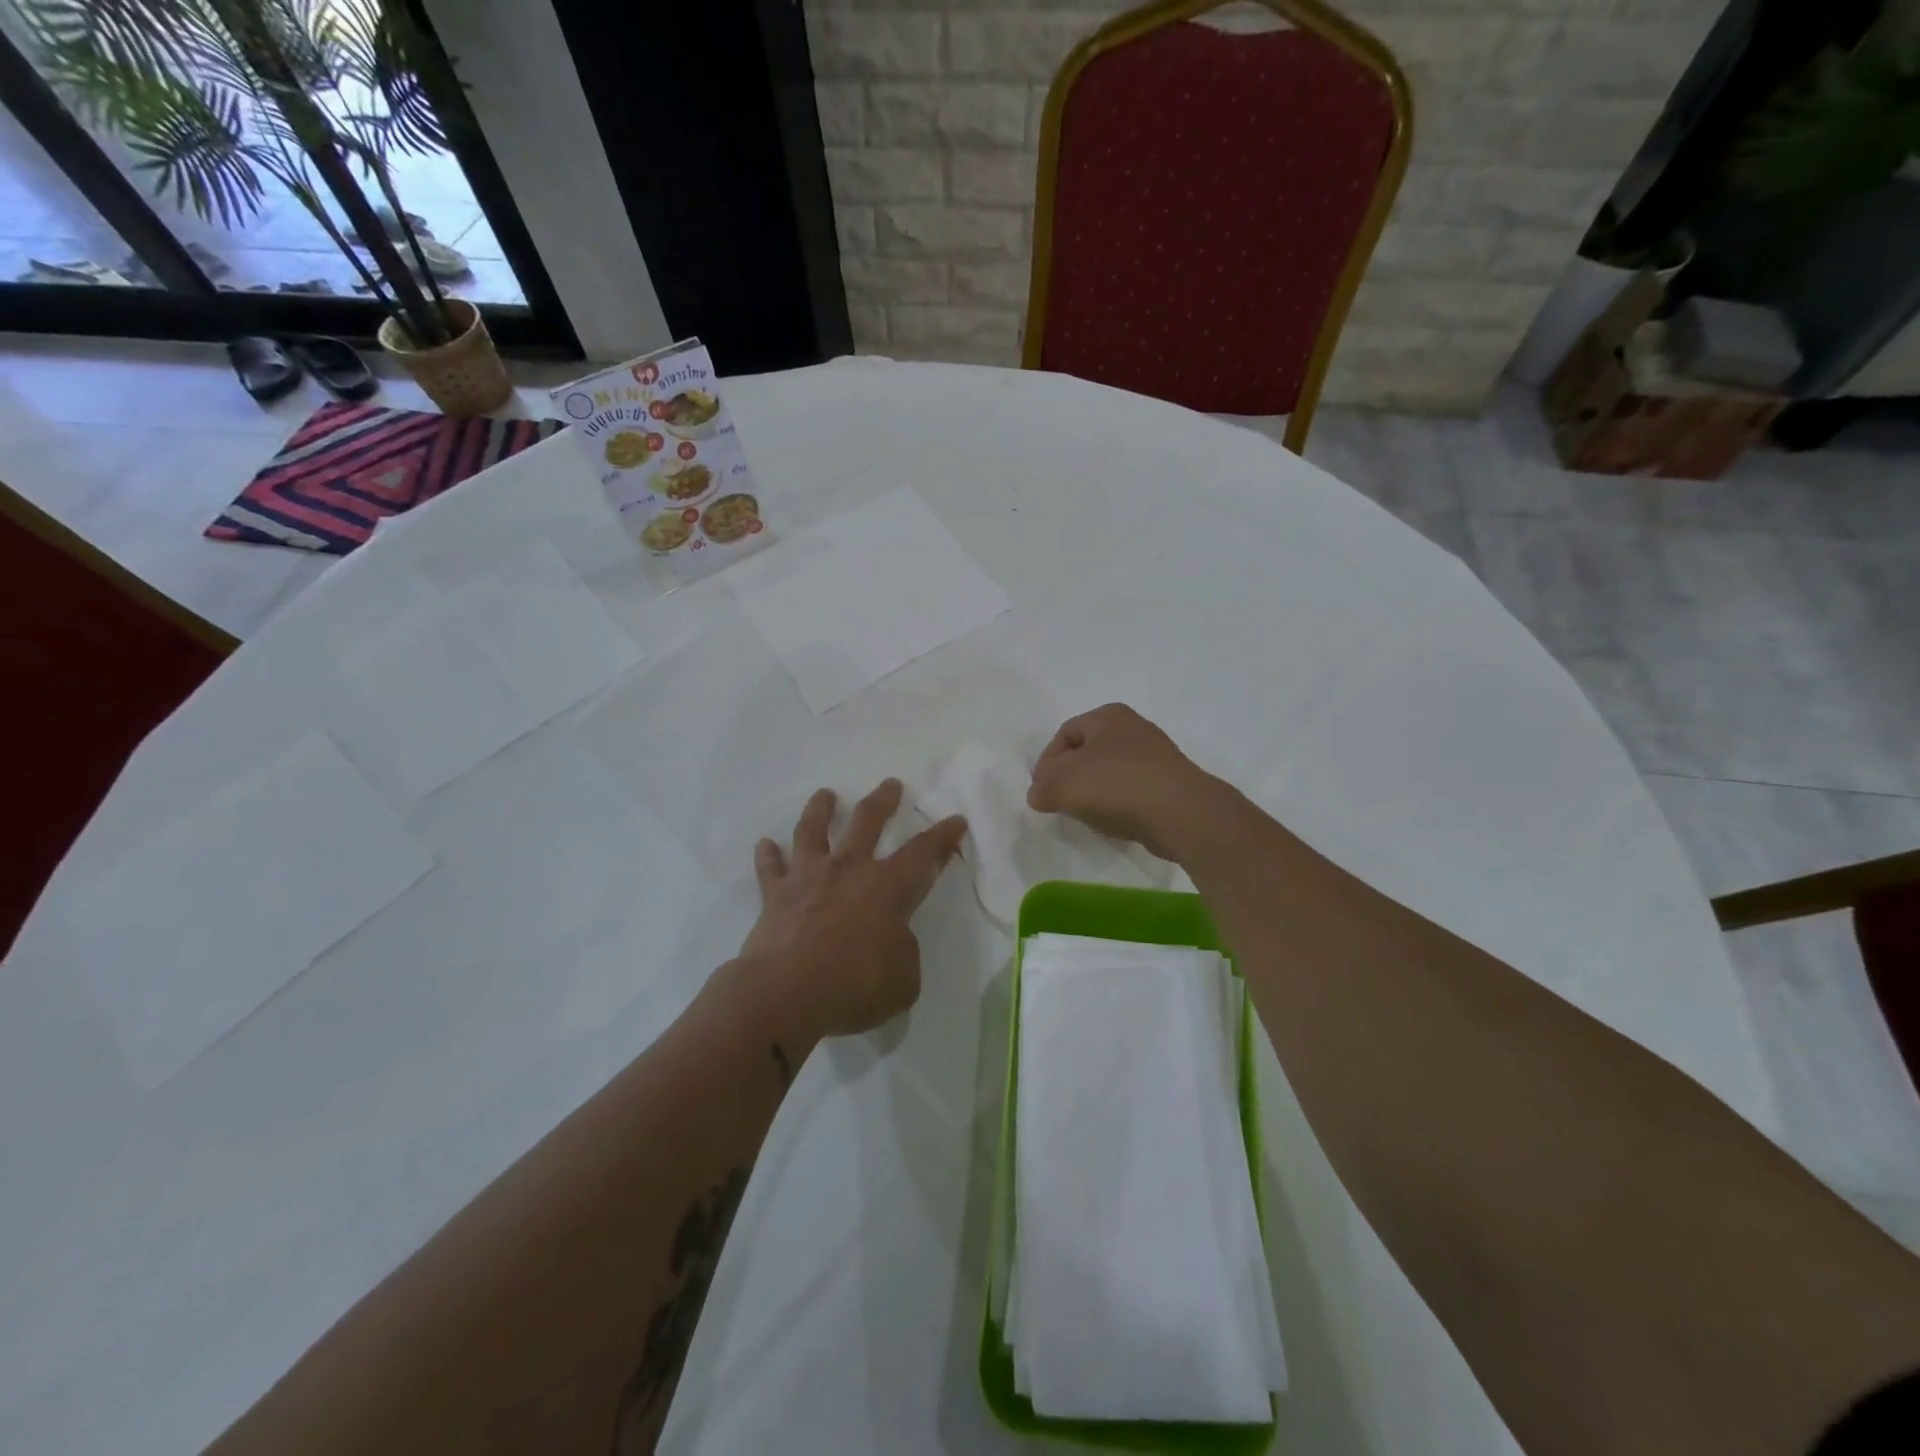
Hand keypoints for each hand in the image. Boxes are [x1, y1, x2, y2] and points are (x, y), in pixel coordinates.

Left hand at [739, 779, 967, 1042]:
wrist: (784, 993)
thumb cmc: (852, 987)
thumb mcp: (903, 981)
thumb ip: (904, 952)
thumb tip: (894, 940)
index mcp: (887, 888)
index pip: (924, 854)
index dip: (943, 836)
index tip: (955, 820)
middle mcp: (849, 870)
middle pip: (867, 822)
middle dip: (882, 800)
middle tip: (890, 784)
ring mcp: (809, 877)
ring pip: (813, 830)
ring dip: (820, 809)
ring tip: (824, 794)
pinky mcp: (775, 894)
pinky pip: (770, 868)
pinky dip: (768, 855)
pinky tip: (765, 844)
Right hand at [1026, 704, 1217, 861]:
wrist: (1182, 813)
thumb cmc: (1117, 786)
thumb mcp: (1064, 784)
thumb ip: (1042, 787)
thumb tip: (1038, 794)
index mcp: (1107, 715)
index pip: (1063, 735)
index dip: (1046, 764)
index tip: (1042, 792)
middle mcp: (1133, 727)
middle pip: (1087, 753)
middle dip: (1070, 779)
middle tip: (1061, 803)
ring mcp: (1156, 755)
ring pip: (1109, 773)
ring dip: (1094, 794)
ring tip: (1088, 816)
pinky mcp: (1169, 782)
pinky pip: (1132, 790)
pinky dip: (1118, 804)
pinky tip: (1115, 822)